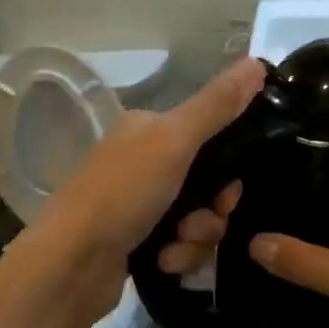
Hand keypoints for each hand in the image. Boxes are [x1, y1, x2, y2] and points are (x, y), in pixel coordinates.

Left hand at [27, 59, 265, 322]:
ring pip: (198, 218)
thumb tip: (257, 62)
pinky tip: (163, 262)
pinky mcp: (138, 242)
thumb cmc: (122, 194)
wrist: (71, 265)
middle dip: (212, 210)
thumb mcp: (174, 141)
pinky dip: (179, 255)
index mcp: (148, 129)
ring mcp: (139, 204)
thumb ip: (217, 105)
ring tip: (175, 246)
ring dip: (197, 238)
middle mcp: (142, 161)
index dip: (228, 166)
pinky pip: (181, 245)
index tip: (228, 191)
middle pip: (208, 183)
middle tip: (202, 221)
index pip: (209, 136)